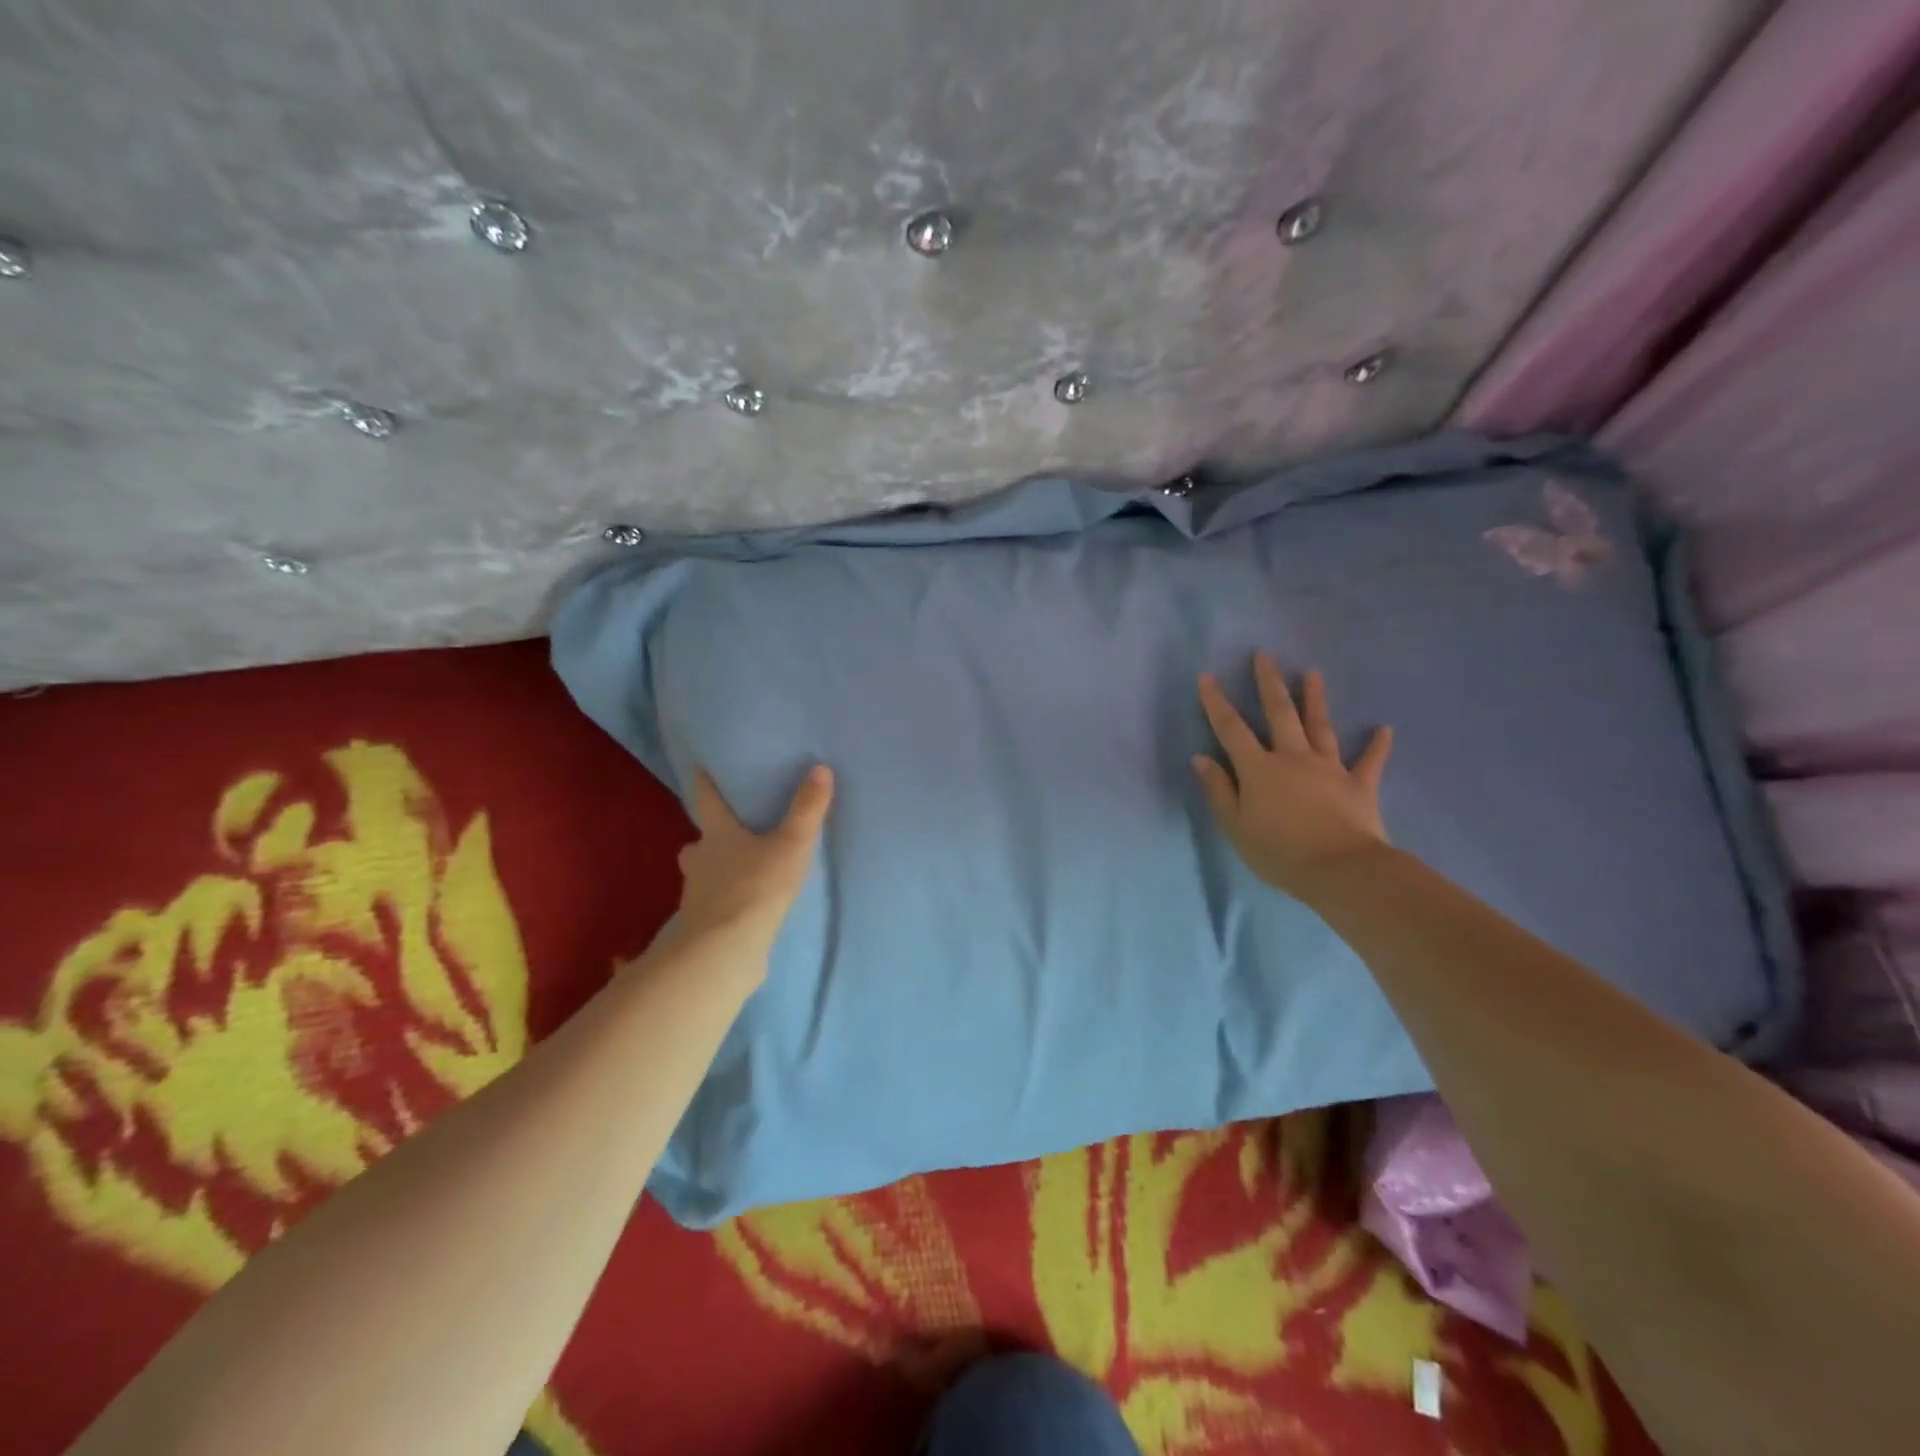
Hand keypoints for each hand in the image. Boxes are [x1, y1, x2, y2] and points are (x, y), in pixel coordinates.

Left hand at [672, 765, 834, 954]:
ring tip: (739, 870)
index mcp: (717, 834)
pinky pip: (713, 904)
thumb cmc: (755, 887)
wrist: (725, 950)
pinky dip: (724, 901)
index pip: (706, 799)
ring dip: (714, 869)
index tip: (699, 767)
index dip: (704, 782)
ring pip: (702, 874)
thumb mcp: (791, 844)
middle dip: (710, 836)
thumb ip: (807, 809)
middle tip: (728, 831)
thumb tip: (820, 768)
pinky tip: (741, 906)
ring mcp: (696, 895)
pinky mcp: (703, 925)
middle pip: (699, 841)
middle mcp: (700, 860)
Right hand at [1193, 653, 1393, 899]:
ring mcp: (1329, 768)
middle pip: (1280, 713)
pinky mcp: (1359, 785)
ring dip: (1316, 699)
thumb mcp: (1235, 826)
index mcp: (1259, 769)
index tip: (1207, 677)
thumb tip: (1202, 759)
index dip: (1216, 702)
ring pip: (1321, 726)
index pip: (1231, 729)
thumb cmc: (1279, 852)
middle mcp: (1293, 758)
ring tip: (1312, 673)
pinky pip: (1369, 762)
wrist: (1340, 871)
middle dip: (1269, 683)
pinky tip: (1384, 729)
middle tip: (1264, 655)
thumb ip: (1219, 790)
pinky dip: (1377, 746)